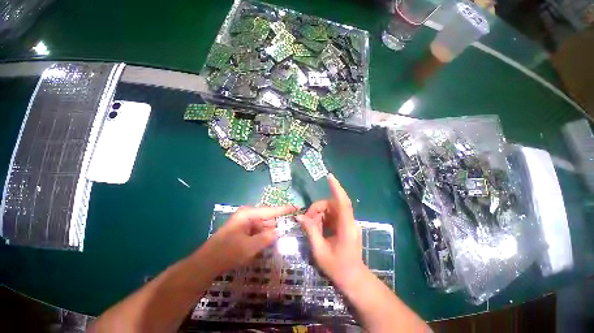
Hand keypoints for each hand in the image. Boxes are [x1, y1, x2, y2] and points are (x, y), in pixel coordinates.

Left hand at [201, 205, 296, 272]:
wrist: (207, 263)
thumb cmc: (227, 252)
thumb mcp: (249, 247)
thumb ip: (266, 238)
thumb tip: (278, 231)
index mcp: (248, 214)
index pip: (271, 210)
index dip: (284, 209)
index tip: (296, 207)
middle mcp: (248, 215)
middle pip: (268, 217)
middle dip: (279, 222)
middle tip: (293, 225)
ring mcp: (246, 223)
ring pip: (264, 225)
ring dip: (272, 230)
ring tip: (286, 233)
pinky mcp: (244, 231)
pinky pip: (259, 231)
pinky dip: (265, 235)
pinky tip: (272, 240)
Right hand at [296, 174, 364, 287]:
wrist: (352, 279)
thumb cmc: (337, 267)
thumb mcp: (319, 250)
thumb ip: (310, 230)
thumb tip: (299, 217)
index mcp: (346, 227)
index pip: (343, 202)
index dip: (336, 188)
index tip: (329, 177)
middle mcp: (349, 221)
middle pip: (332, 205)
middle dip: (317, 209)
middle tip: (306, 221)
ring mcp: (348, 223)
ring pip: (331, 210)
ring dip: (319, 215)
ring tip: (311, 227)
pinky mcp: (345, 225)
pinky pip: (332, 216)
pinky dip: (323, 219)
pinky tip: (317, 229)